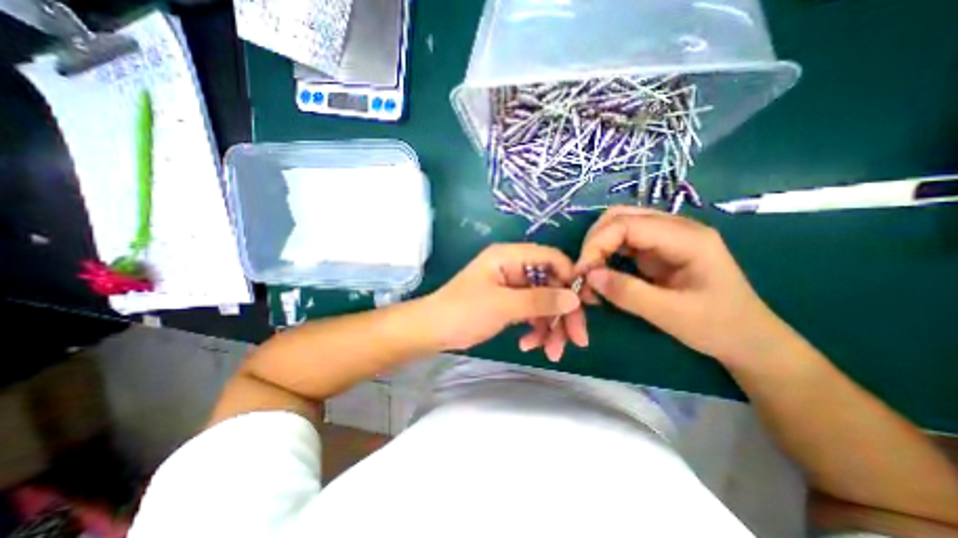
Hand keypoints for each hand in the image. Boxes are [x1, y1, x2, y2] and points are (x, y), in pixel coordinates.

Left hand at [425, 245, 587, 361]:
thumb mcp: (504, 305)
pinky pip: (531, 313)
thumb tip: (575, 298)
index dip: (571, 278)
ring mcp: (512, 286)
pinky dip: (535, 329)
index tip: (586, 304)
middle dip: (563, 313)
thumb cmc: (464, 311)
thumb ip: (540, 300)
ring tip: (552, 352)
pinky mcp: (509, 302)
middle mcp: (513, 267)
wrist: (433, 330)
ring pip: (543, 302)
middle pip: (551, 284)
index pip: (551, 258)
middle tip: (577, 340)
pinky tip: (529, 345)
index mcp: (510, 256)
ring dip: (550, 327)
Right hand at [576, 207, 784, 365]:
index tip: (581, 272)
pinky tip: (602, 272)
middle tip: (583, 271)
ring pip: (619, 226)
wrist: (748, 339)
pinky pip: (623, 242)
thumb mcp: (671, 315)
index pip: (627, 224)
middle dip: (594, 241)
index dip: (597, 243)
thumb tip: (589, 276)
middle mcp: (675, 228)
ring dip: (598, 246)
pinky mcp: (658, 249)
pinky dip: (605, 254)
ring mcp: (666, 237)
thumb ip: (627, 293)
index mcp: (687, 238)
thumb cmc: (718, 327)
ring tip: (590, 272)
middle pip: (620, 216)